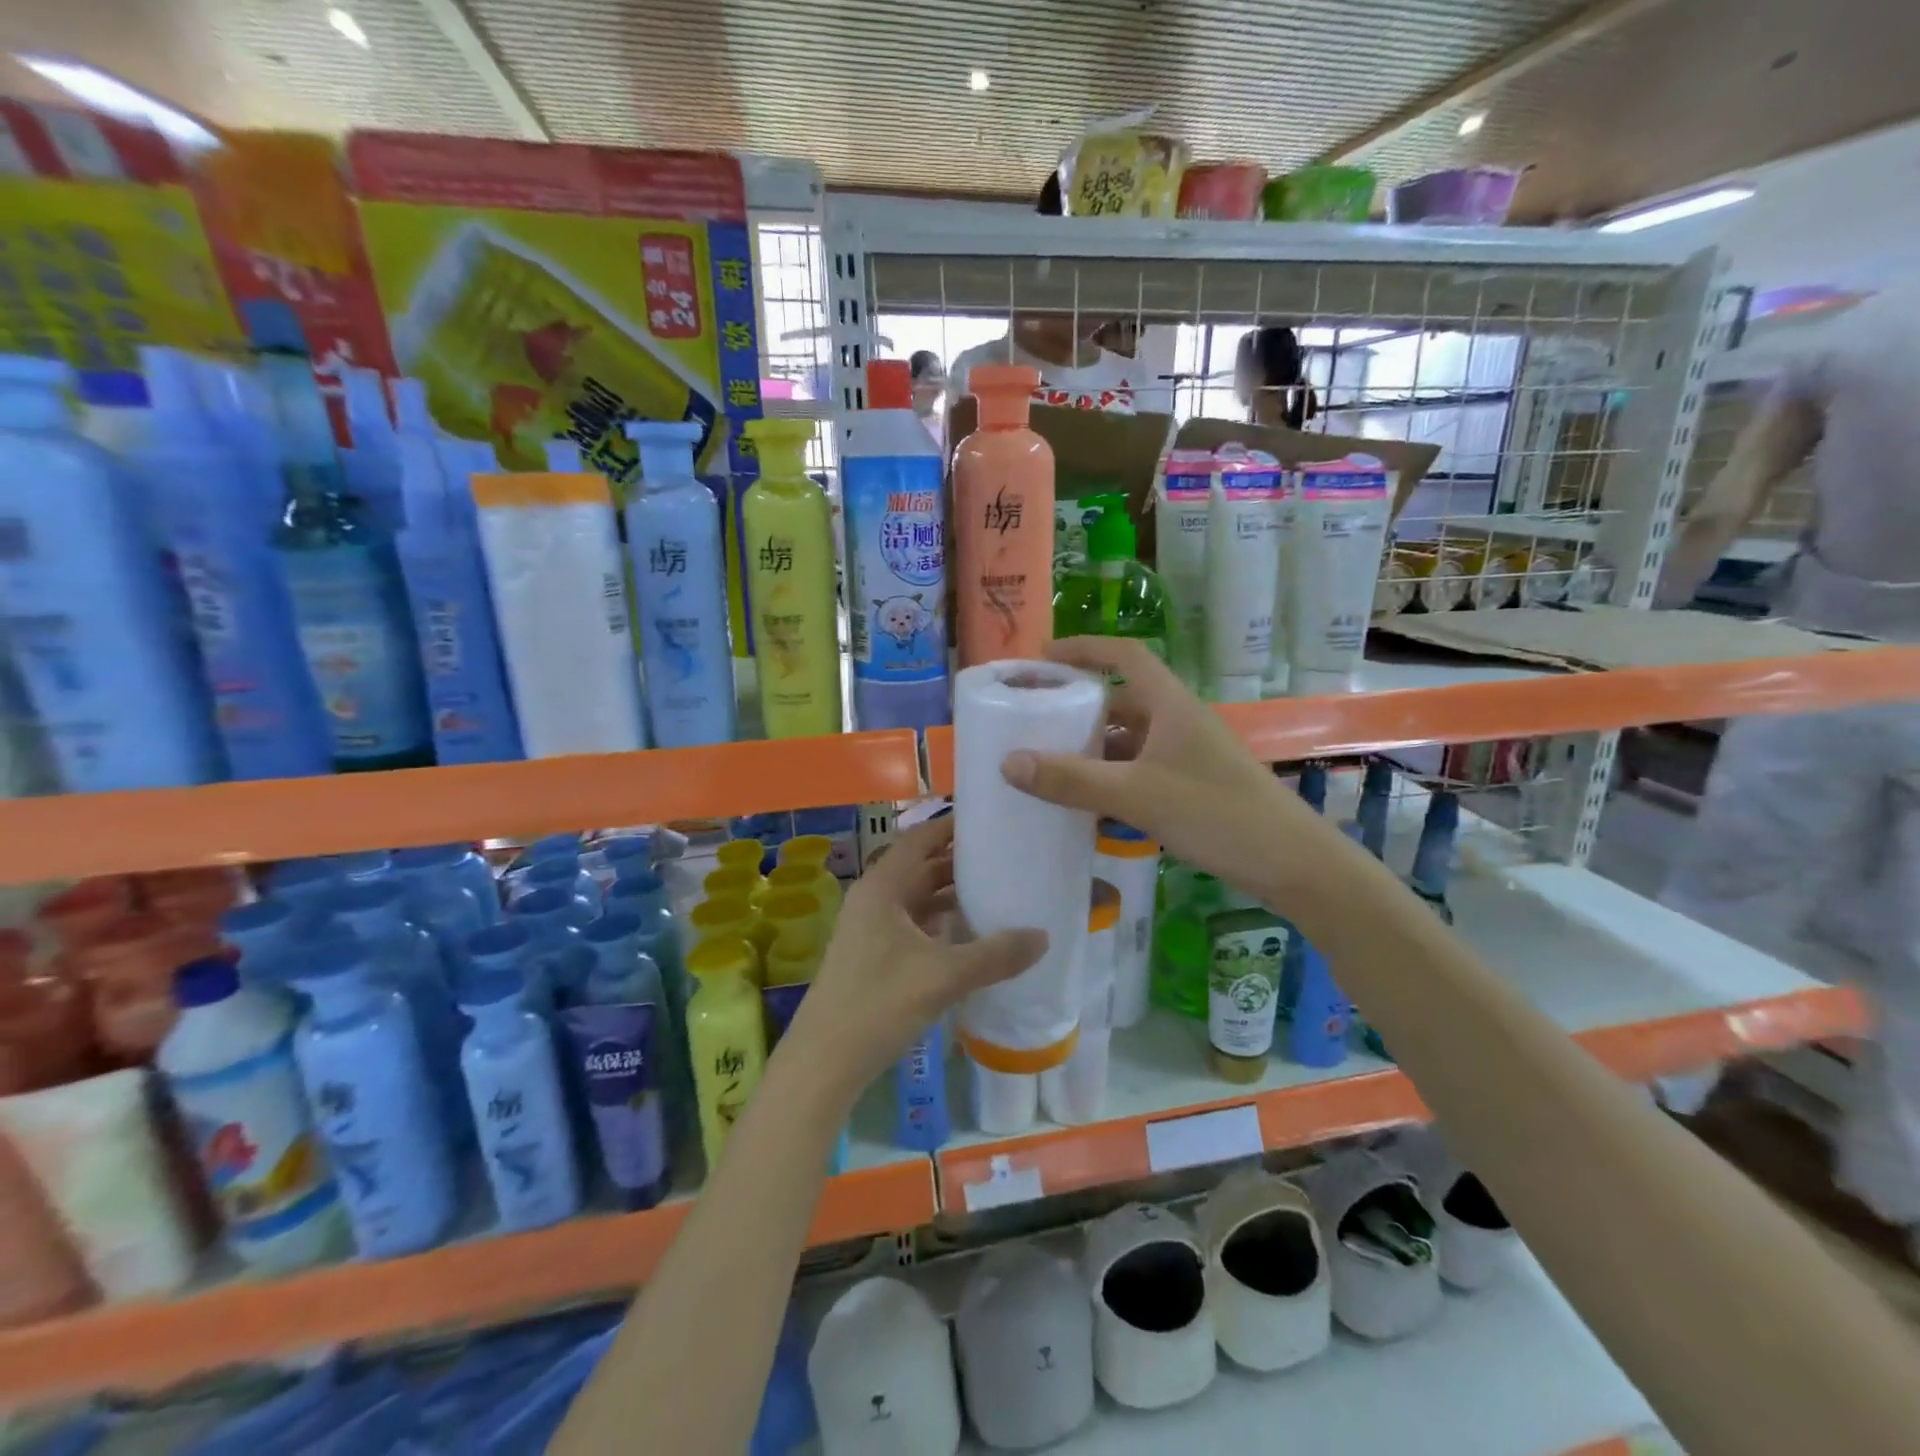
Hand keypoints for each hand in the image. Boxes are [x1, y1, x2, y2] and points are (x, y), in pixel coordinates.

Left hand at [784, 817, 1046, 1100]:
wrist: (824, 1062)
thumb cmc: (878, 1004)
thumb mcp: (943, 976)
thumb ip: (995, 955)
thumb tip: (1043, 936)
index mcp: (882, 888)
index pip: (919, 840)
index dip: (951, 827)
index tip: (989, 821)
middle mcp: (874, 899)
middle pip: (920, 867)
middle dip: (959, 862)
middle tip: (1005, 856)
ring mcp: (871, 929)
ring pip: (917, 898)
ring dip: (951, 894)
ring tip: (997, 890)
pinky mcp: (874, 956)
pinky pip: (914, 925)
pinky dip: (941, 922)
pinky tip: (971, 933)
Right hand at [1000, 637, 1335, 906]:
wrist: (1291, 863)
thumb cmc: (1215, 813)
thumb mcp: (1136, 794)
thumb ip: (1072, 780)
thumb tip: (1009, 762)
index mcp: (1170, 705)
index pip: (1124, 656)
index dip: (1084, 648)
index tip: (1042, 657)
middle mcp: (1178, 722)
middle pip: (1121, 700)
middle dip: (1078, 707)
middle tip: (1034, 719)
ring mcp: (1186, 755)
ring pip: (1129, 740)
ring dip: (1093, 748)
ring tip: (1049, 762)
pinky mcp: (1191, 785)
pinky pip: (1139, 770)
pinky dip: (1111, 778)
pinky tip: (1087, 803)